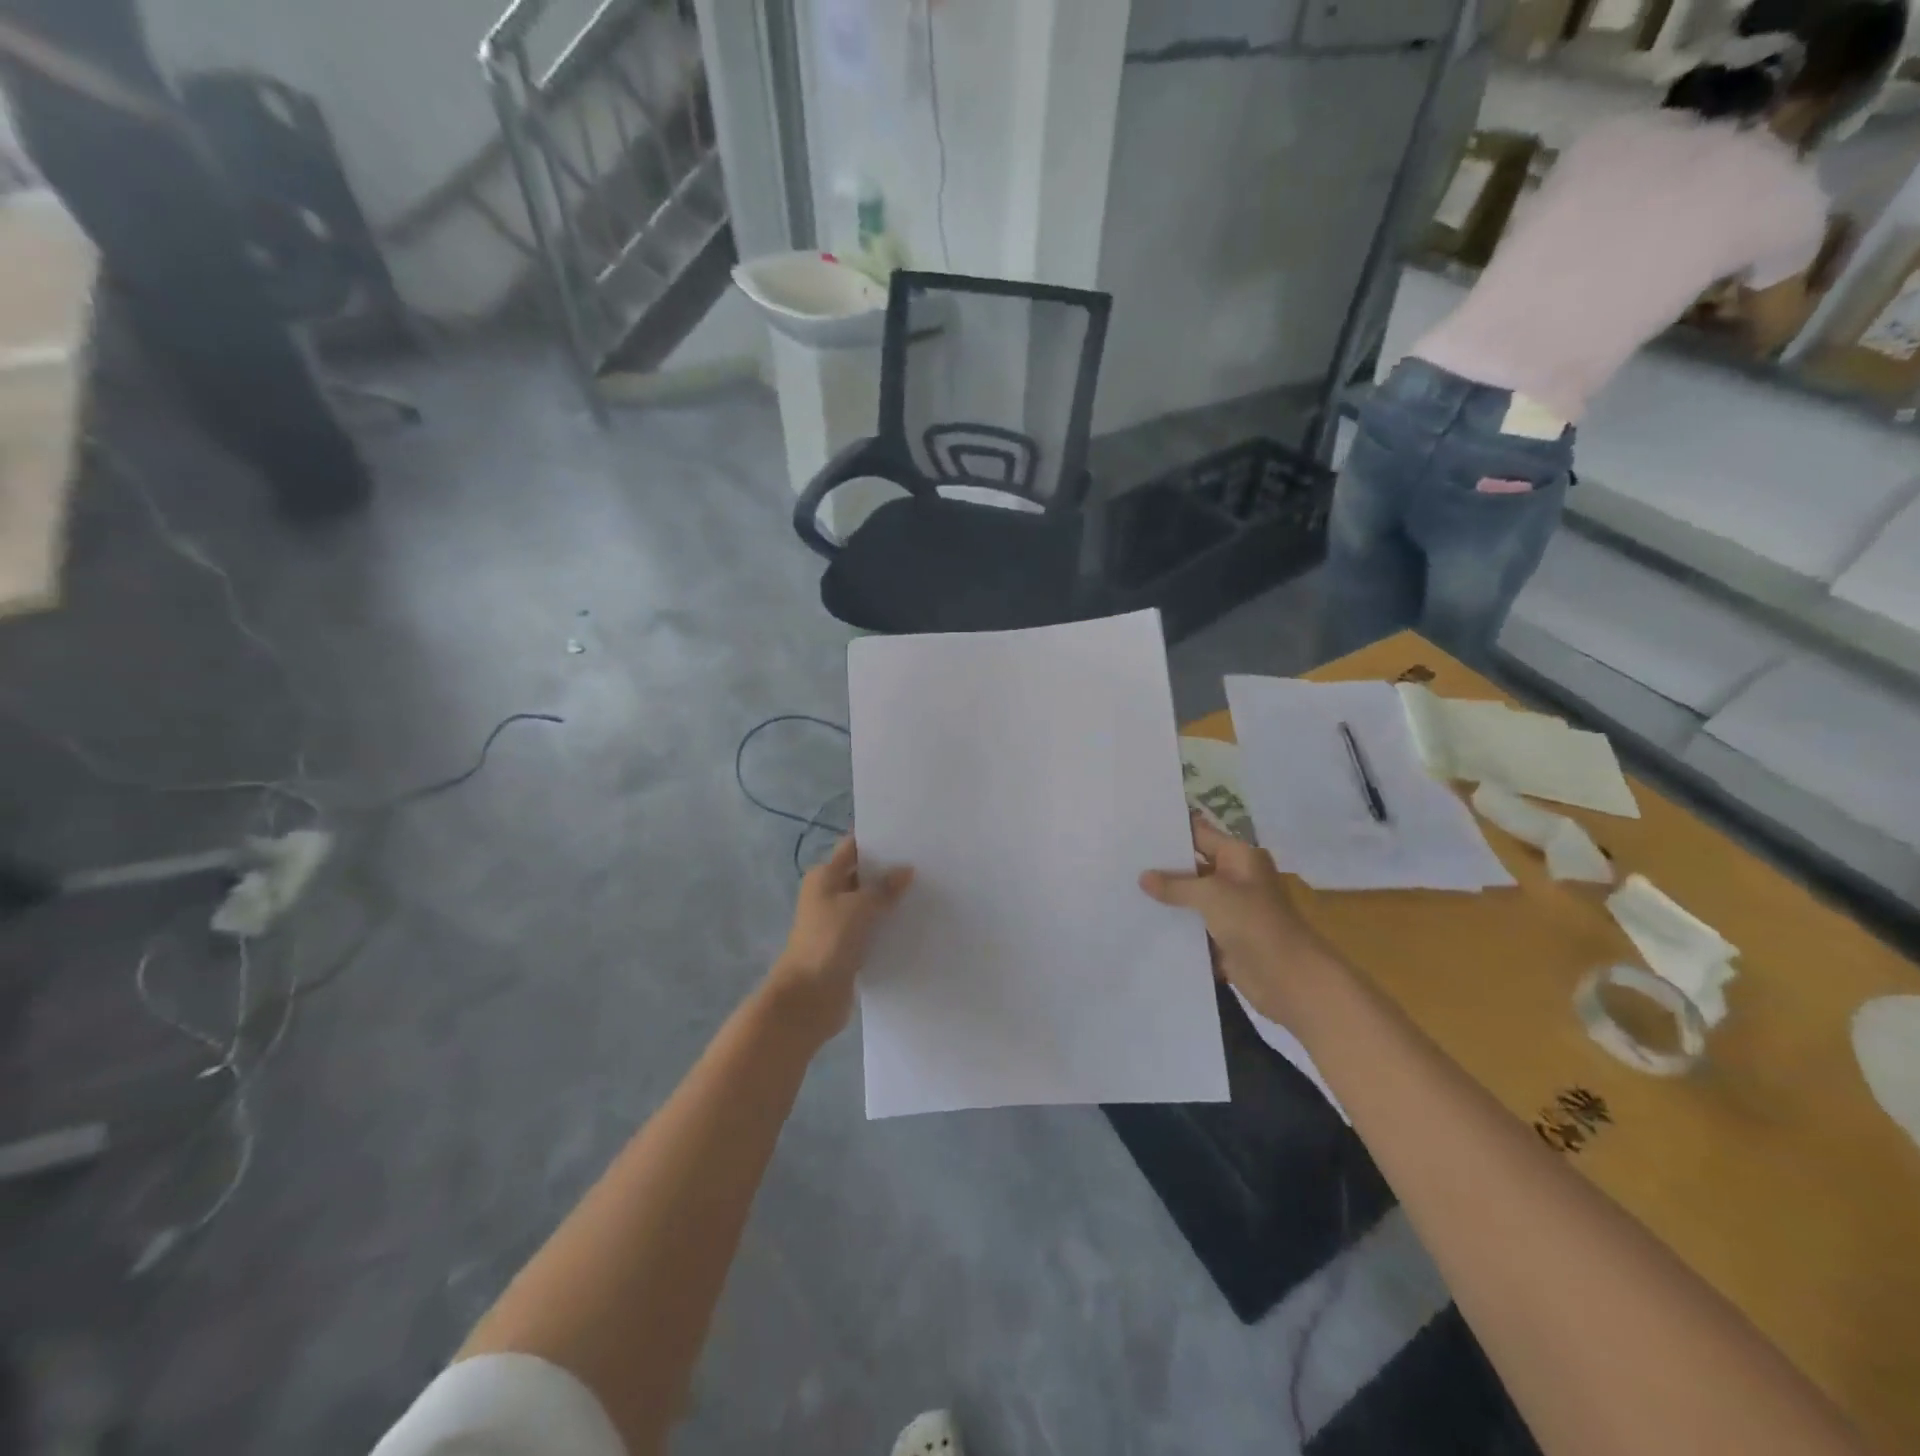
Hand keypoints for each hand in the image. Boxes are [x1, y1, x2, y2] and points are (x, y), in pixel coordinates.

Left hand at [768, 836, 913, 1039]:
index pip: (853, 848)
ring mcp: (837, 923)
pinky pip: (872, 929)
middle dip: (890, 871)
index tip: (909, 836)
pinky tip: (915, 923)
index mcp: (824, 877)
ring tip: (928, 891)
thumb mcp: (860, 907)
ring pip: (869, 904)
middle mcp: (828, 895)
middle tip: (927, 864)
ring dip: (891, 901)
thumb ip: (884, 887)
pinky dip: (888, 926)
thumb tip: (906, 870)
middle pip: (862, 875)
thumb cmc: (828, 940)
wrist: (808, 997)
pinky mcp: (848, 947)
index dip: (877, 841)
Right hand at [1140, 816, 1337, 1025]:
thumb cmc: (1254, 923)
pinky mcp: (1224, 938)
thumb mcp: (1211, 895)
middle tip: (1122, 859)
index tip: (1136, 828)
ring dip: (1166, 898)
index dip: (1171, 830)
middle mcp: (1235, 878)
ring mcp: (1230, 909)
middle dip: (1162, 866)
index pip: (1199, 834)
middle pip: (1193, 865)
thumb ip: (1175, 885)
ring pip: (1191, 897)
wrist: (1288, 978)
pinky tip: (1142, 920)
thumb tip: (1143, 877)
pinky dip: (1174, 924)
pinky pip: (1193, 925)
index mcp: (1240, 857)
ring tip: (1124, 887)